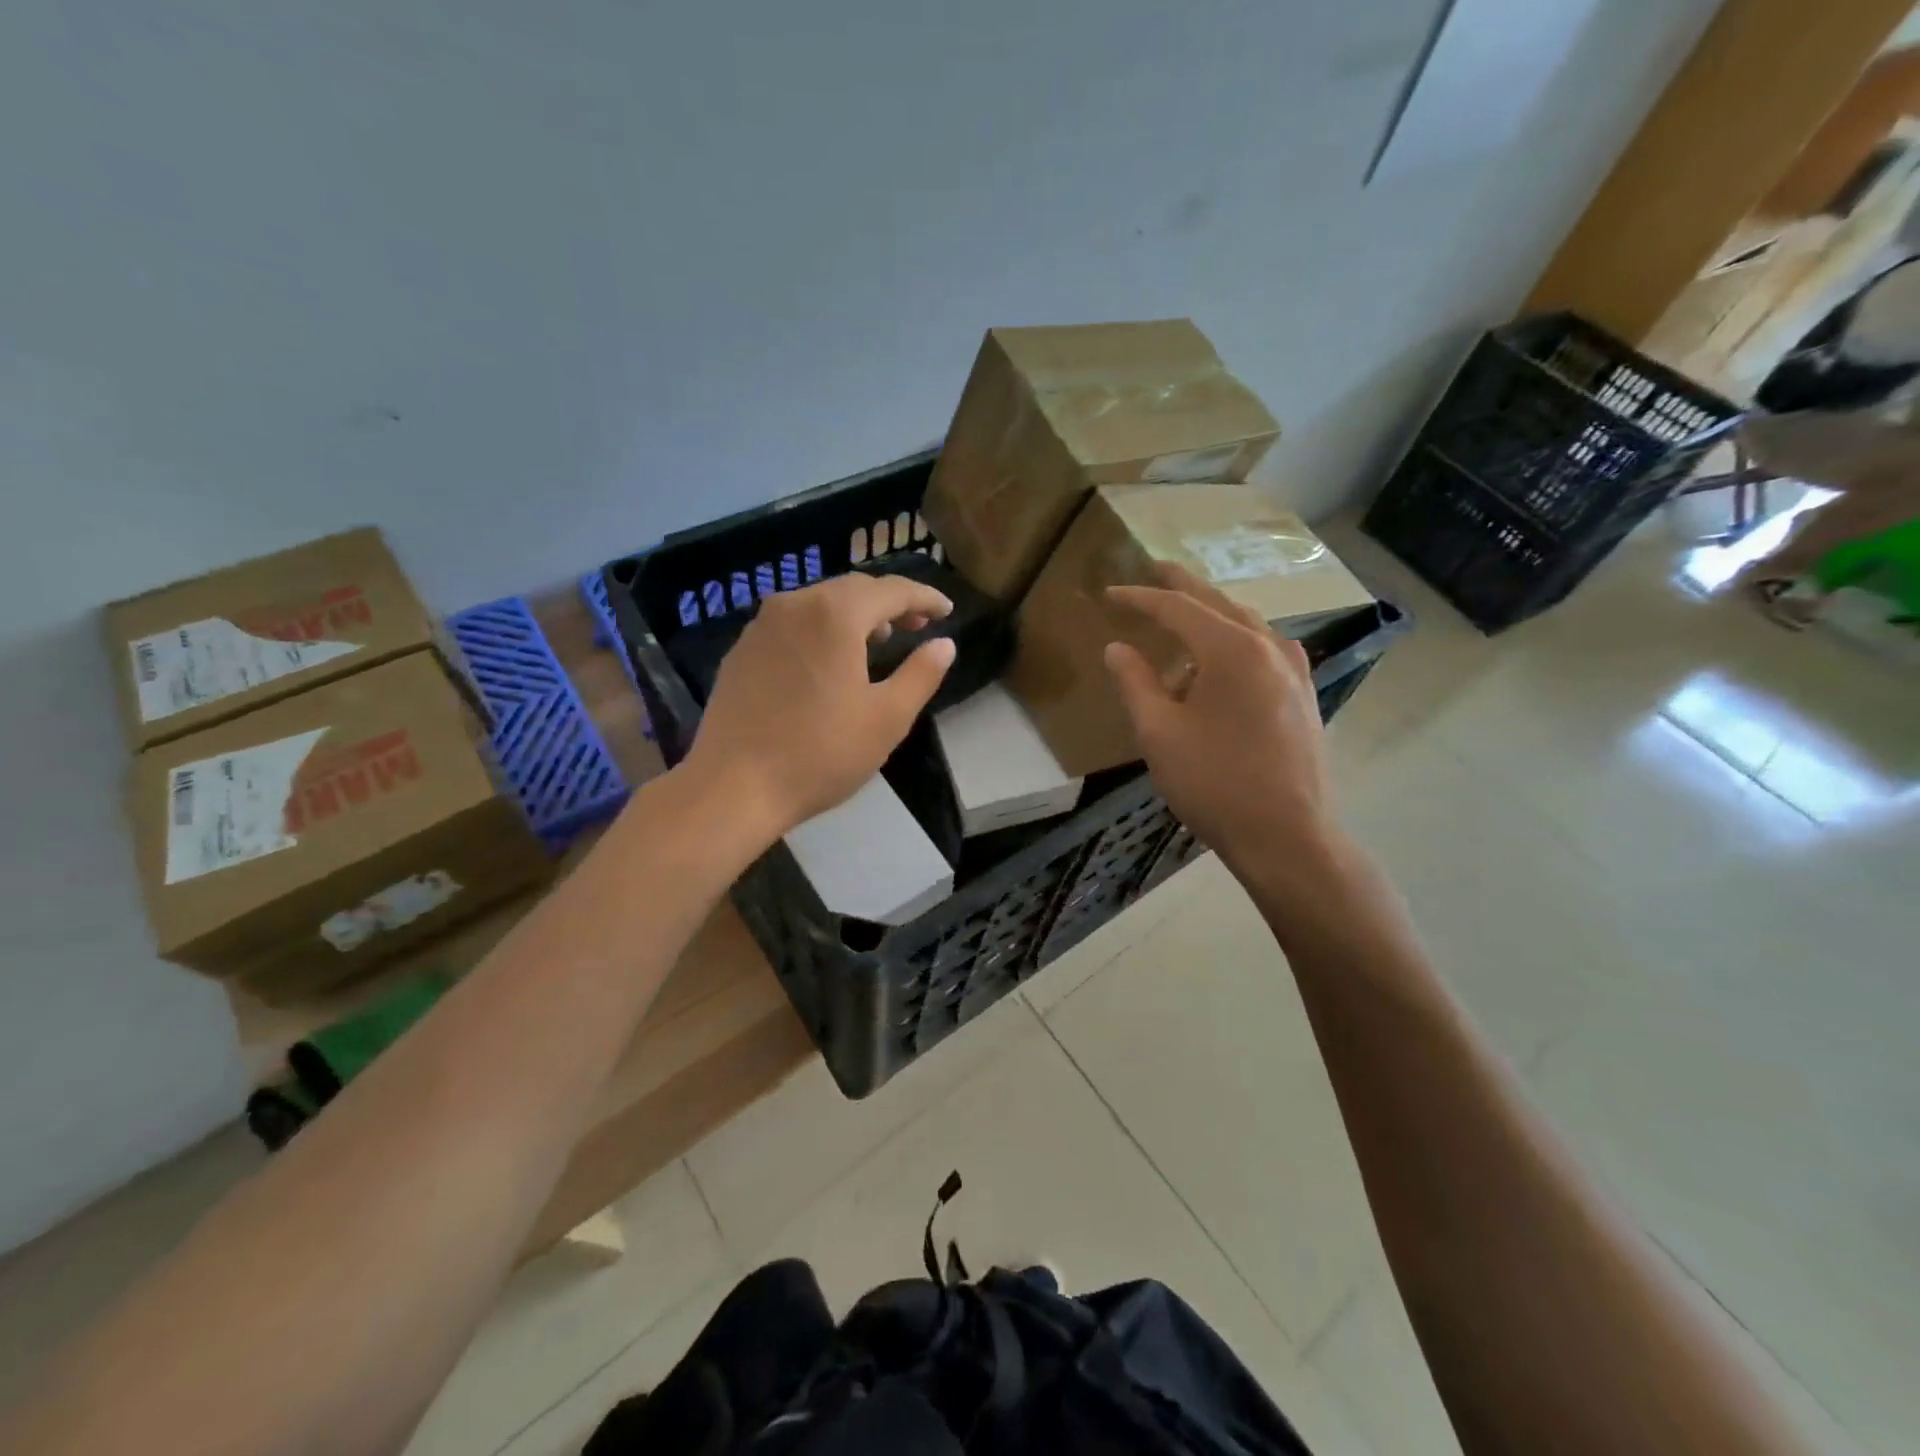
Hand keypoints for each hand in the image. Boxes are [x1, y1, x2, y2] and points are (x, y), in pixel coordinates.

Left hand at [682, 572, 955, 842]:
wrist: (733, 787)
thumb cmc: (820, 754)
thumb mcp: (887, 718)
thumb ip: (921, 674)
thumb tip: (944, 644)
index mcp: (835, 614)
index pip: (891, 590)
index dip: (924, 597)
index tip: (947, 610)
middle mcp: (795, 605)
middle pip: (853, 589)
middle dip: (890, 602)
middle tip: (918, 624)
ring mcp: (761, 626)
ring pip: (819, 603)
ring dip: (855, 614)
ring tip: (878, 639)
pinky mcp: (741, 650)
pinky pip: (792, 624)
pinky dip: (821, 628)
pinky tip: (828, 659)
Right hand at [1104, 563, 1336, 873]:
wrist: (1287, 836)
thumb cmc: (1214, 783)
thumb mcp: (1159, 733)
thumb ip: (1135, 683)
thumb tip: (1117, 649)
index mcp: (1232, 649)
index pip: (1178, 608)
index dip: (1140, 598)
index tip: (1110, 594)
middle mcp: (1270, 647)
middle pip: (1219, 603)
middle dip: (1183, 587)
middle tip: (1156, 571)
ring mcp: (1295, 671)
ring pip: (1247, 625)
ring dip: (1212, 616)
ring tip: (1182, 621)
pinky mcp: (1303, 696)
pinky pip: (1265, 650)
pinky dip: (1236, 642)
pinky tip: (1224, 662)